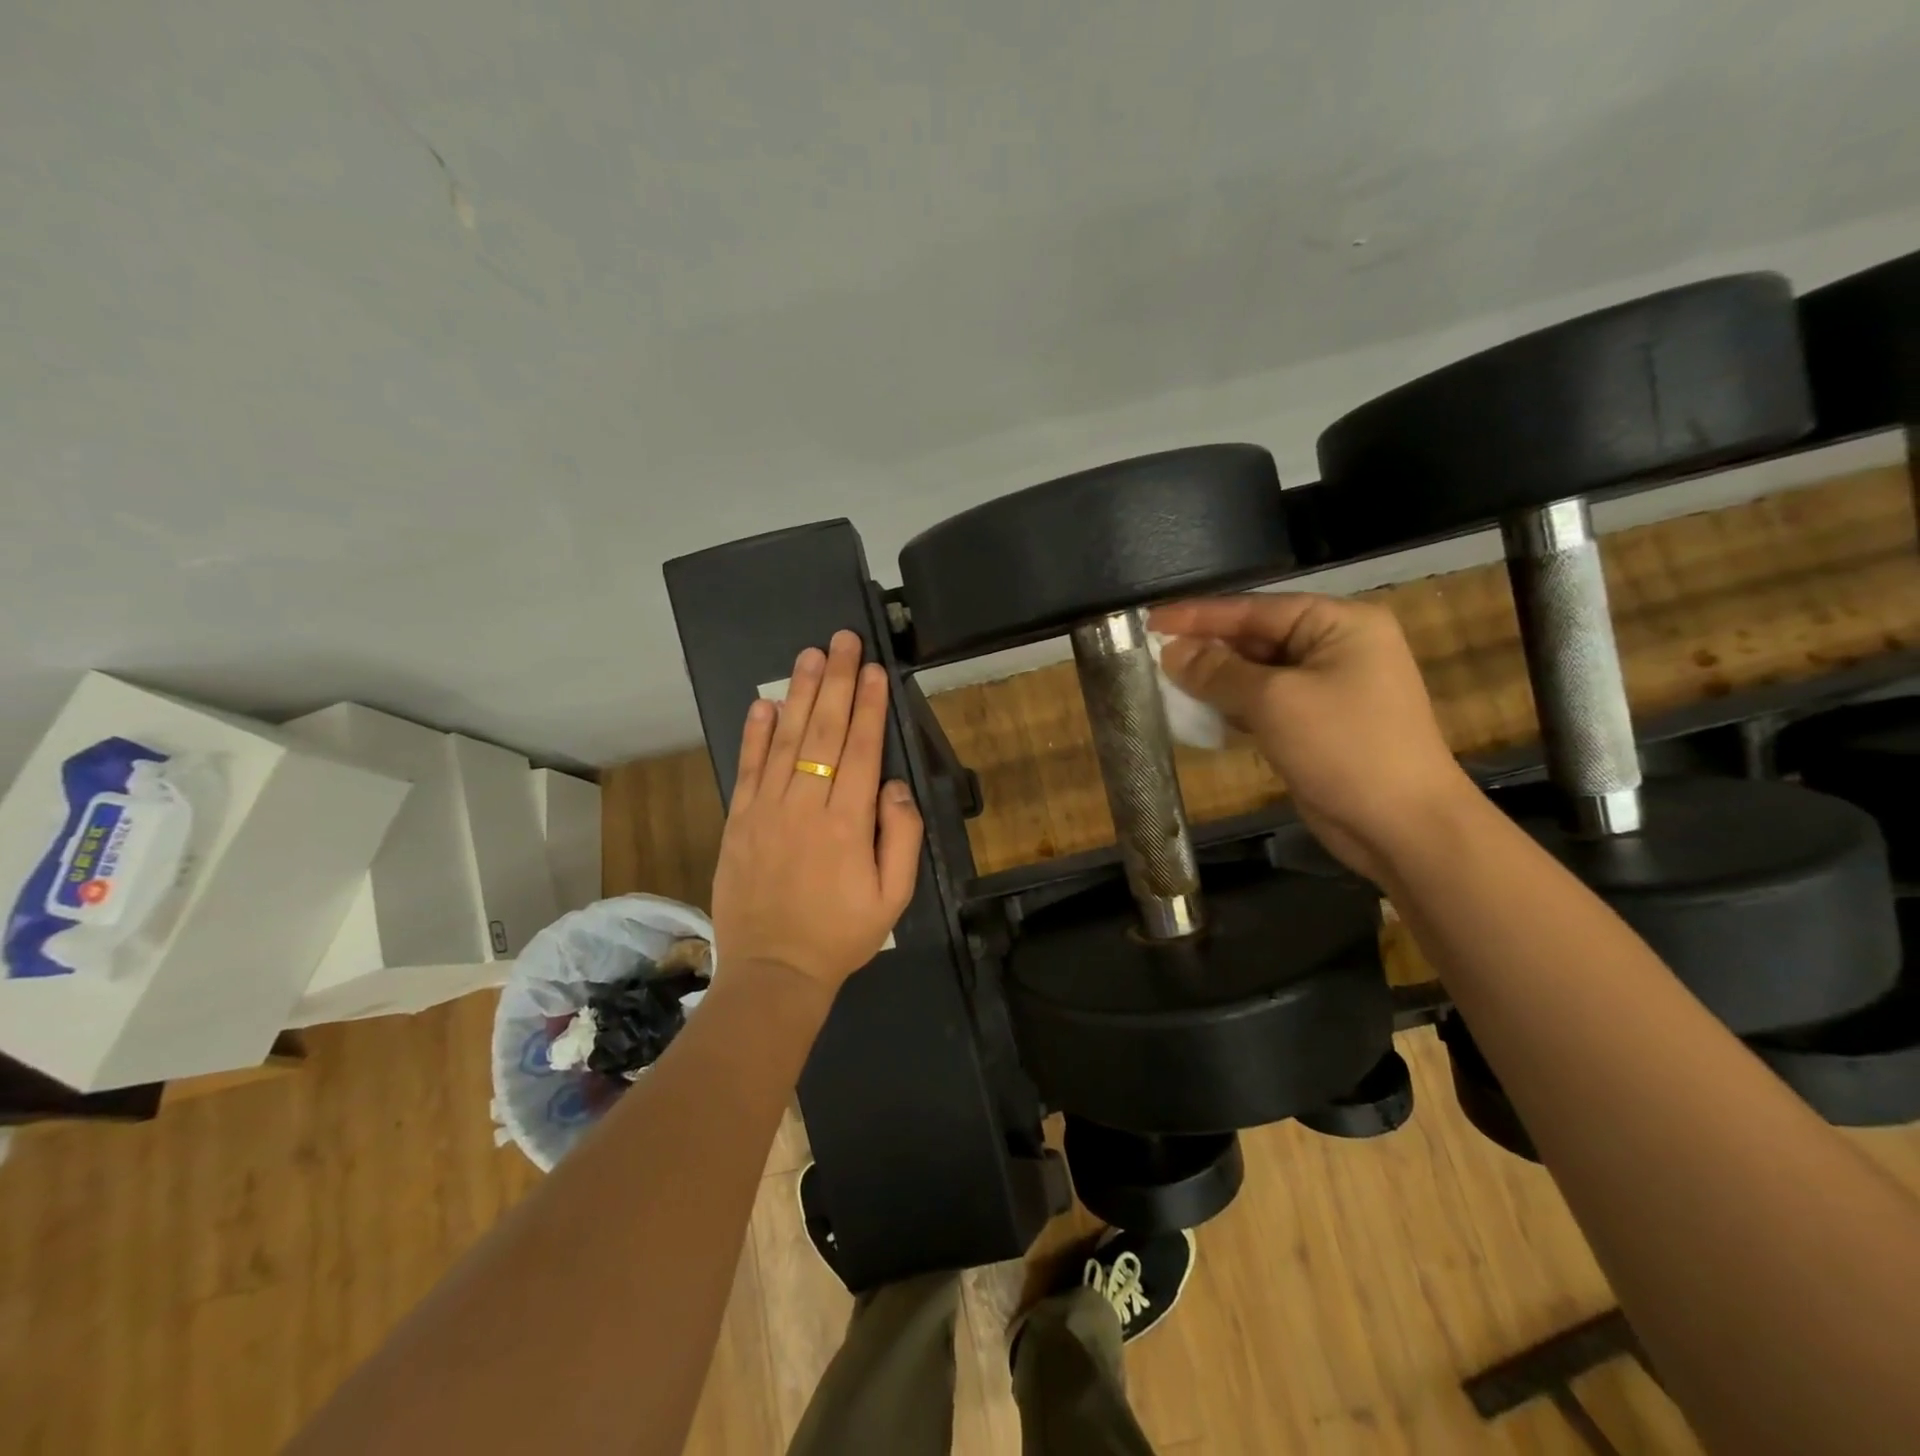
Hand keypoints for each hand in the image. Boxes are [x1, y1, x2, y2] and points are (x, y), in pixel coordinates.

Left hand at [710, 630, 924, 991]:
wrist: (774, 971)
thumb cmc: (841, 934)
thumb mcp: (894, 897)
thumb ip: (901, 837)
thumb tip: (895, 786)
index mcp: (848, 824)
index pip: (862, 750)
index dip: (870, 706)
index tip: (875, 670)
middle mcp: (806, 806)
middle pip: (825, 733)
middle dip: (838, 683)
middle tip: (843, 641)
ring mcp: (767, 811)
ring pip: (786, 741)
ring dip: (800, 695)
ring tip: (811, 656)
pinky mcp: (739, 821)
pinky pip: (748, 769)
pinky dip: (755, 734)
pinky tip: (765, 704)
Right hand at [1149, 594, 1472, 882]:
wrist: (1402, 826)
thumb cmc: (1344, 748)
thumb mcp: (1274, 701)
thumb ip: (1218, 672)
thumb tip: (1171, 652)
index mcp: (1339, 623)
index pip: (1256, 609)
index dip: (1199, 615)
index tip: (1150, 620)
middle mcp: (1335, 647)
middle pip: (1256, 638)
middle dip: (1207, 649)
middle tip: (1152, 655)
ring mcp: (1327, 688)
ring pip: (1256, 674)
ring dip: (1215, 681)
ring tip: (1165, 683)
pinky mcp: (1316, 724)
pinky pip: (1264, 704)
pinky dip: (1232, 707)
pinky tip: (1198, 714)